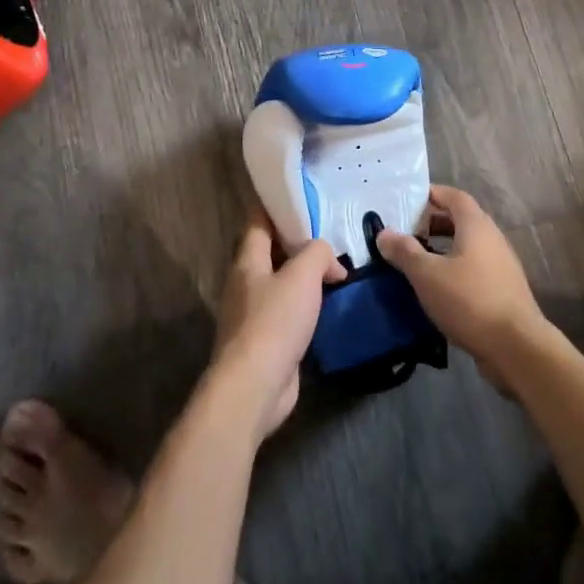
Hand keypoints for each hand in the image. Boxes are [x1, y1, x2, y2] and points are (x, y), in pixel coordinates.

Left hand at [208, 212, 346, 440]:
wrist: (254, 387)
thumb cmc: (274, 322)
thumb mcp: (302, 276)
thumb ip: (318, 253)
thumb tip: (330, 259)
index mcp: (247, 260)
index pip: (258, 220)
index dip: (277, 205)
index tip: (303, 195)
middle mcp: (246, 283)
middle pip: (271, 251)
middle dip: (298, 242)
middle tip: (330, 233)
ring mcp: (254, 314)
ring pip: (282, 283)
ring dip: (305, 277)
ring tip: (337, 268)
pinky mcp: (267, 341)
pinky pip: (289, 313)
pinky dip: (308, 306)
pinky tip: (330, 306)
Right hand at [376, 186, 546, 390]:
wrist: (517, 347)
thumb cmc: (469, 300)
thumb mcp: (427, 275)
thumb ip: (404, 251)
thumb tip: (383, 233)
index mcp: (476, 225)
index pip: (454, 196)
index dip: (432, 194)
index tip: (407, 200)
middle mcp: (492, 238)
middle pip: (461, 219)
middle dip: (433, 222)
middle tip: (406, 232)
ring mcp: (501, 265)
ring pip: (468, 246)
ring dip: (443, 247)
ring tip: (417, 260)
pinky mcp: (503, 290)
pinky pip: (474, 268)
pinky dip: (454, 268)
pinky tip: (438, 288)